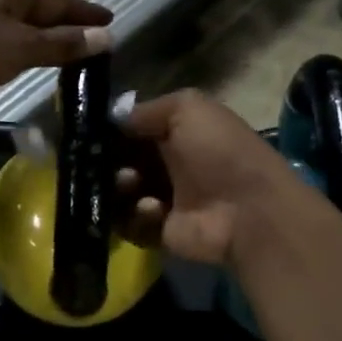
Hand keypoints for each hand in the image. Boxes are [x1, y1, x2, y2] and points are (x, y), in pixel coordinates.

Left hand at [0, 0, 112, 113]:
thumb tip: (105, 37)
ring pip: (13, 24)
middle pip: (34, 7)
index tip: (109, 20)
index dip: (84, 11)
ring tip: (61, 51)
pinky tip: (20, 61)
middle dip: (62, 22)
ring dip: (39, 36)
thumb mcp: (20, 48)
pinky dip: (16, 48)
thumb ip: (62, 44)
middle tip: (89, 36)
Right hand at [116, 90, 315, 265]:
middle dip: (110, 161)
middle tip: (106, 162)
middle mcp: (170, 165)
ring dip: (119, 187)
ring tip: (130, 184)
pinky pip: (130, 224)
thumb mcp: (189, 108)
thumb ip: (148, 109)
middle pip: (122, 162)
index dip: (113, 131)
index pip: (134, 130)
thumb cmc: (220, 152)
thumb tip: (115, 121)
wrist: (248, 211)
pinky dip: (135, 216)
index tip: (93, 133)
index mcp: (179, 133)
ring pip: (121, 194)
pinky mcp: (162, 232)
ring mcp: (165, 201)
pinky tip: (154, 210)